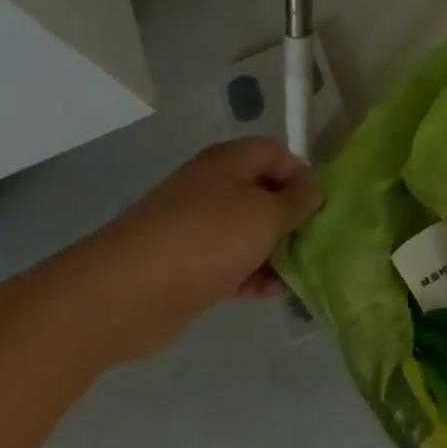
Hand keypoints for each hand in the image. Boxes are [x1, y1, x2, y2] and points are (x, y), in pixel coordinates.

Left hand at [54, 139, 323, 361]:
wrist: (126, 293)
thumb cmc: (206, 239)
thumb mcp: (266, 214)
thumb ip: (297, 202)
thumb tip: (313, 191)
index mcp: (229, 163)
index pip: (276, 153)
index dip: (302, 175)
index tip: (320, 205)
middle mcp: (213, 188)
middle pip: (265, 195)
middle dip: (292, 219)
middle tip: (316, 242)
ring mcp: (198, 228)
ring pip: (250, 233)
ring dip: (276, 252)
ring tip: (300, 274)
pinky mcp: (189, 265)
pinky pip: (233, 263)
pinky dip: (254, 275)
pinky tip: (274, 294)